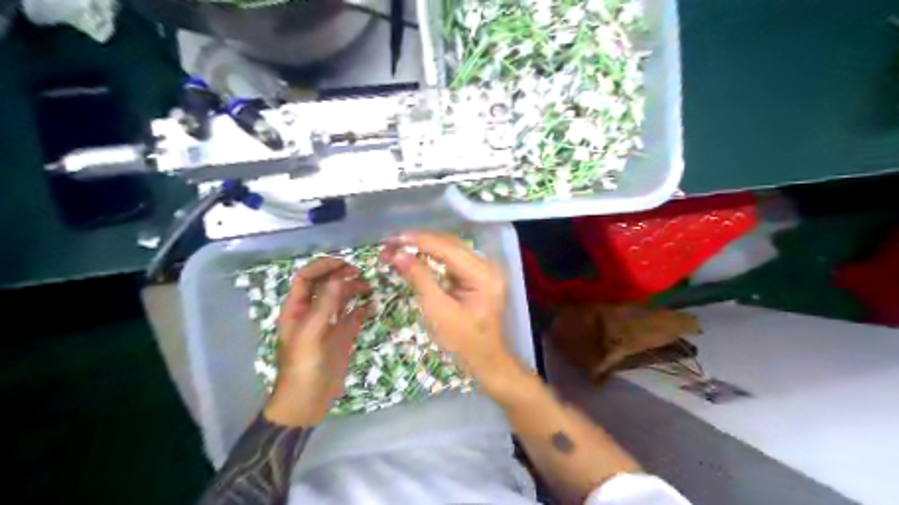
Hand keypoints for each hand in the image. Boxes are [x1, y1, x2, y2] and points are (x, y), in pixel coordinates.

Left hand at [262, 258, 370, 428]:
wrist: (308, 401)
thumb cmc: (303, 367)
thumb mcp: (311, 334)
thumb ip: (324, 305)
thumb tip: (339, 277)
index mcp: (297, 310)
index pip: (306, 279)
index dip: (322, 267)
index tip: (344, 264)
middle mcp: (312, 313)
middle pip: (325, 286)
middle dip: (340, 276)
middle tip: (360, 273)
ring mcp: (328, 325)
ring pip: (341, 299)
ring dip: (353, 290)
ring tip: (369, 287)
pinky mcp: (342, 337)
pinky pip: (353, 317)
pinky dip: (362, 309)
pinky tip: (372, 306)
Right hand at [383, 232, 515, 387]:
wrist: (484, 361)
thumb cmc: (462, 342)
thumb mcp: (438, 311)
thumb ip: (420, 279)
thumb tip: (398, 254)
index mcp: (483, 274)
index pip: (448, 249)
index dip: (419, 241)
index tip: (393, 238)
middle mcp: (487, 266)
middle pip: (450, 245)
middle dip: (419, 242)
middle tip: (391, 242)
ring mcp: (483, 270)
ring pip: (450, 250)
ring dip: (424, 248)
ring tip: (397, 246)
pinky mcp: (475, 276)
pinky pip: (451, 260)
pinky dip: (432, 258)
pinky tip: (414, 256)